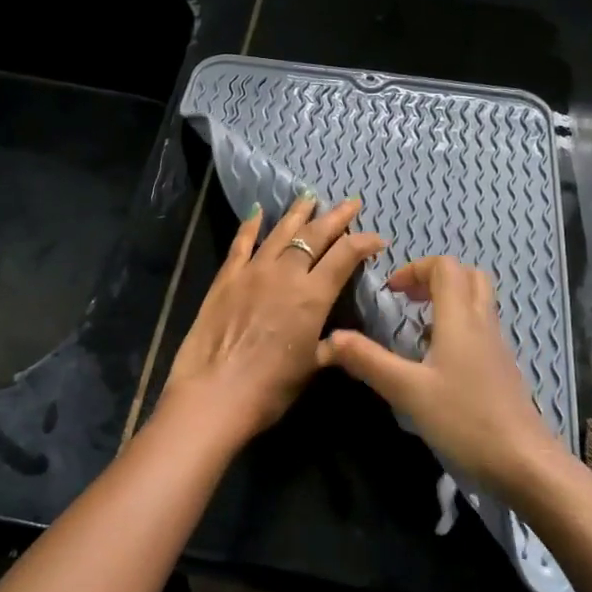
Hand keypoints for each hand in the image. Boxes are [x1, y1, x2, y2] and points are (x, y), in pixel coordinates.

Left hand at [159, 194, 385, 452]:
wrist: (213, 394)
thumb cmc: (269, 388)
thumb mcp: (311, 368)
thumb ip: (330, 346)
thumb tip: (343, 339)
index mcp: (313, 296)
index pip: (345, 256)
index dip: (364, 242)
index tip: (378, 238)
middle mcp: (285, 274)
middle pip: (315, 236)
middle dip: (336, 217)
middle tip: (351, 202)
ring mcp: (253, 272)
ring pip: (280, 233)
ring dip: (297, 214)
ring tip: (309, 197)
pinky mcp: (226, 278)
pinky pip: (241, 244)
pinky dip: (250, 226)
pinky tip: (257, 212)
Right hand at [317, 256, 562, 499]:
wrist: (524, 462)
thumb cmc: (464, 419)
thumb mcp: (407, 391)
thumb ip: (368, 361)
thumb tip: (328, 340)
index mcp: (460, 318)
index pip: (445, 267)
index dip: (415, 269)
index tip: (391, 293)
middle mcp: (483, 323)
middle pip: (467, 276)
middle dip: (434, 278)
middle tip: (407, 301)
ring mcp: (497, 346)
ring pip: (477, 302)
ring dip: (447, 301)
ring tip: (416, 329)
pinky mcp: (502, 368)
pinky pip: (481, 328)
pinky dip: (458, 326)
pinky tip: (437, 361)